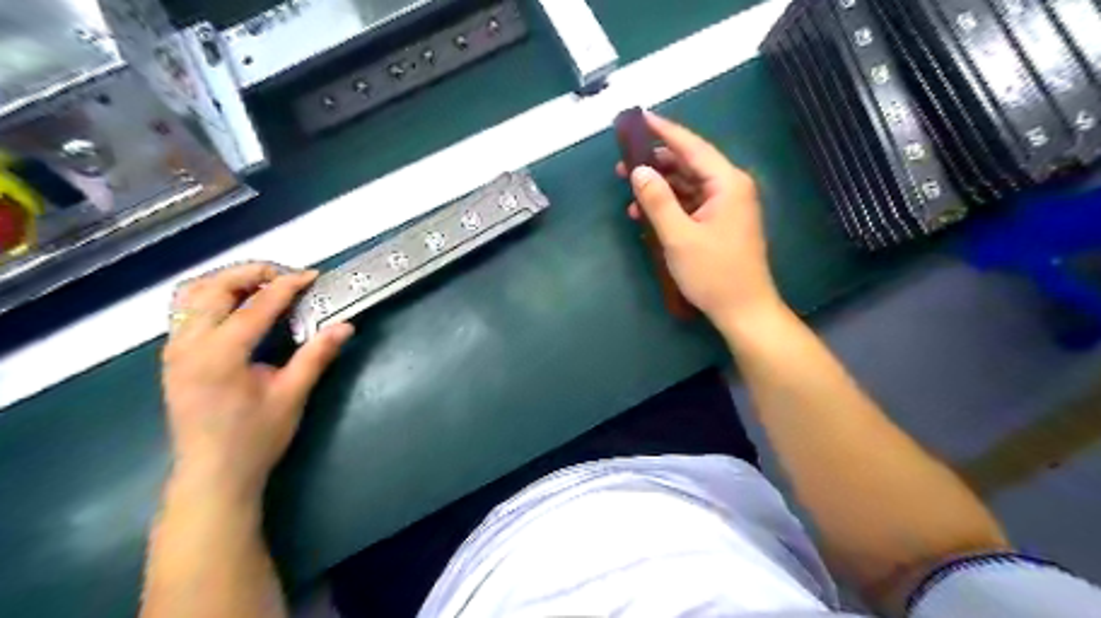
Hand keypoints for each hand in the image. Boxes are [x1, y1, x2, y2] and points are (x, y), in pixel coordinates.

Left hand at [159, 263, 352, 504]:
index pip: (256, 305)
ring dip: (227, 281)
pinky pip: (186, 311)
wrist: (213, 475)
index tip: (312, 276)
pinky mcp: (174, 358)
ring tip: (262, 286)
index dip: (287, 286)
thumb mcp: (292, 395)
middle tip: (287, 277)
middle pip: (214, 287)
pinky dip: (211, 297)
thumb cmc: (255, 438)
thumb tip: (346, 326)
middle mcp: (189, 344)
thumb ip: (316, 355)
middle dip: (252, 273)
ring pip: (192, 295)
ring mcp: (175, 350)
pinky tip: (238, 308)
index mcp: (220, 354)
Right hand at [617, 110, 787, 332]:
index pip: (692, 146)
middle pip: (689, 164)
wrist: (743, 310)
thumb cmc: (713, 273)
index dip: (664, 131)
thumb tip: (638, 170)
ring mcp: (726, 206)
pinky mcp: (720, 223)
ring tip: (629, 192)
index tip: (639, 118)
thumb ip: (657, 201)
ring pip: (688, 185)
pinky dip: (670, 206)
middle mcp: (730, 188)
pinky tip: (647, 214)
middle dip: (656, 163)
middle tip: (623, 164)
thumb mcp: (679, 237)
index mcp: (727, 183)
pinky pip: (691, 204)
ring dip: (660, 187)